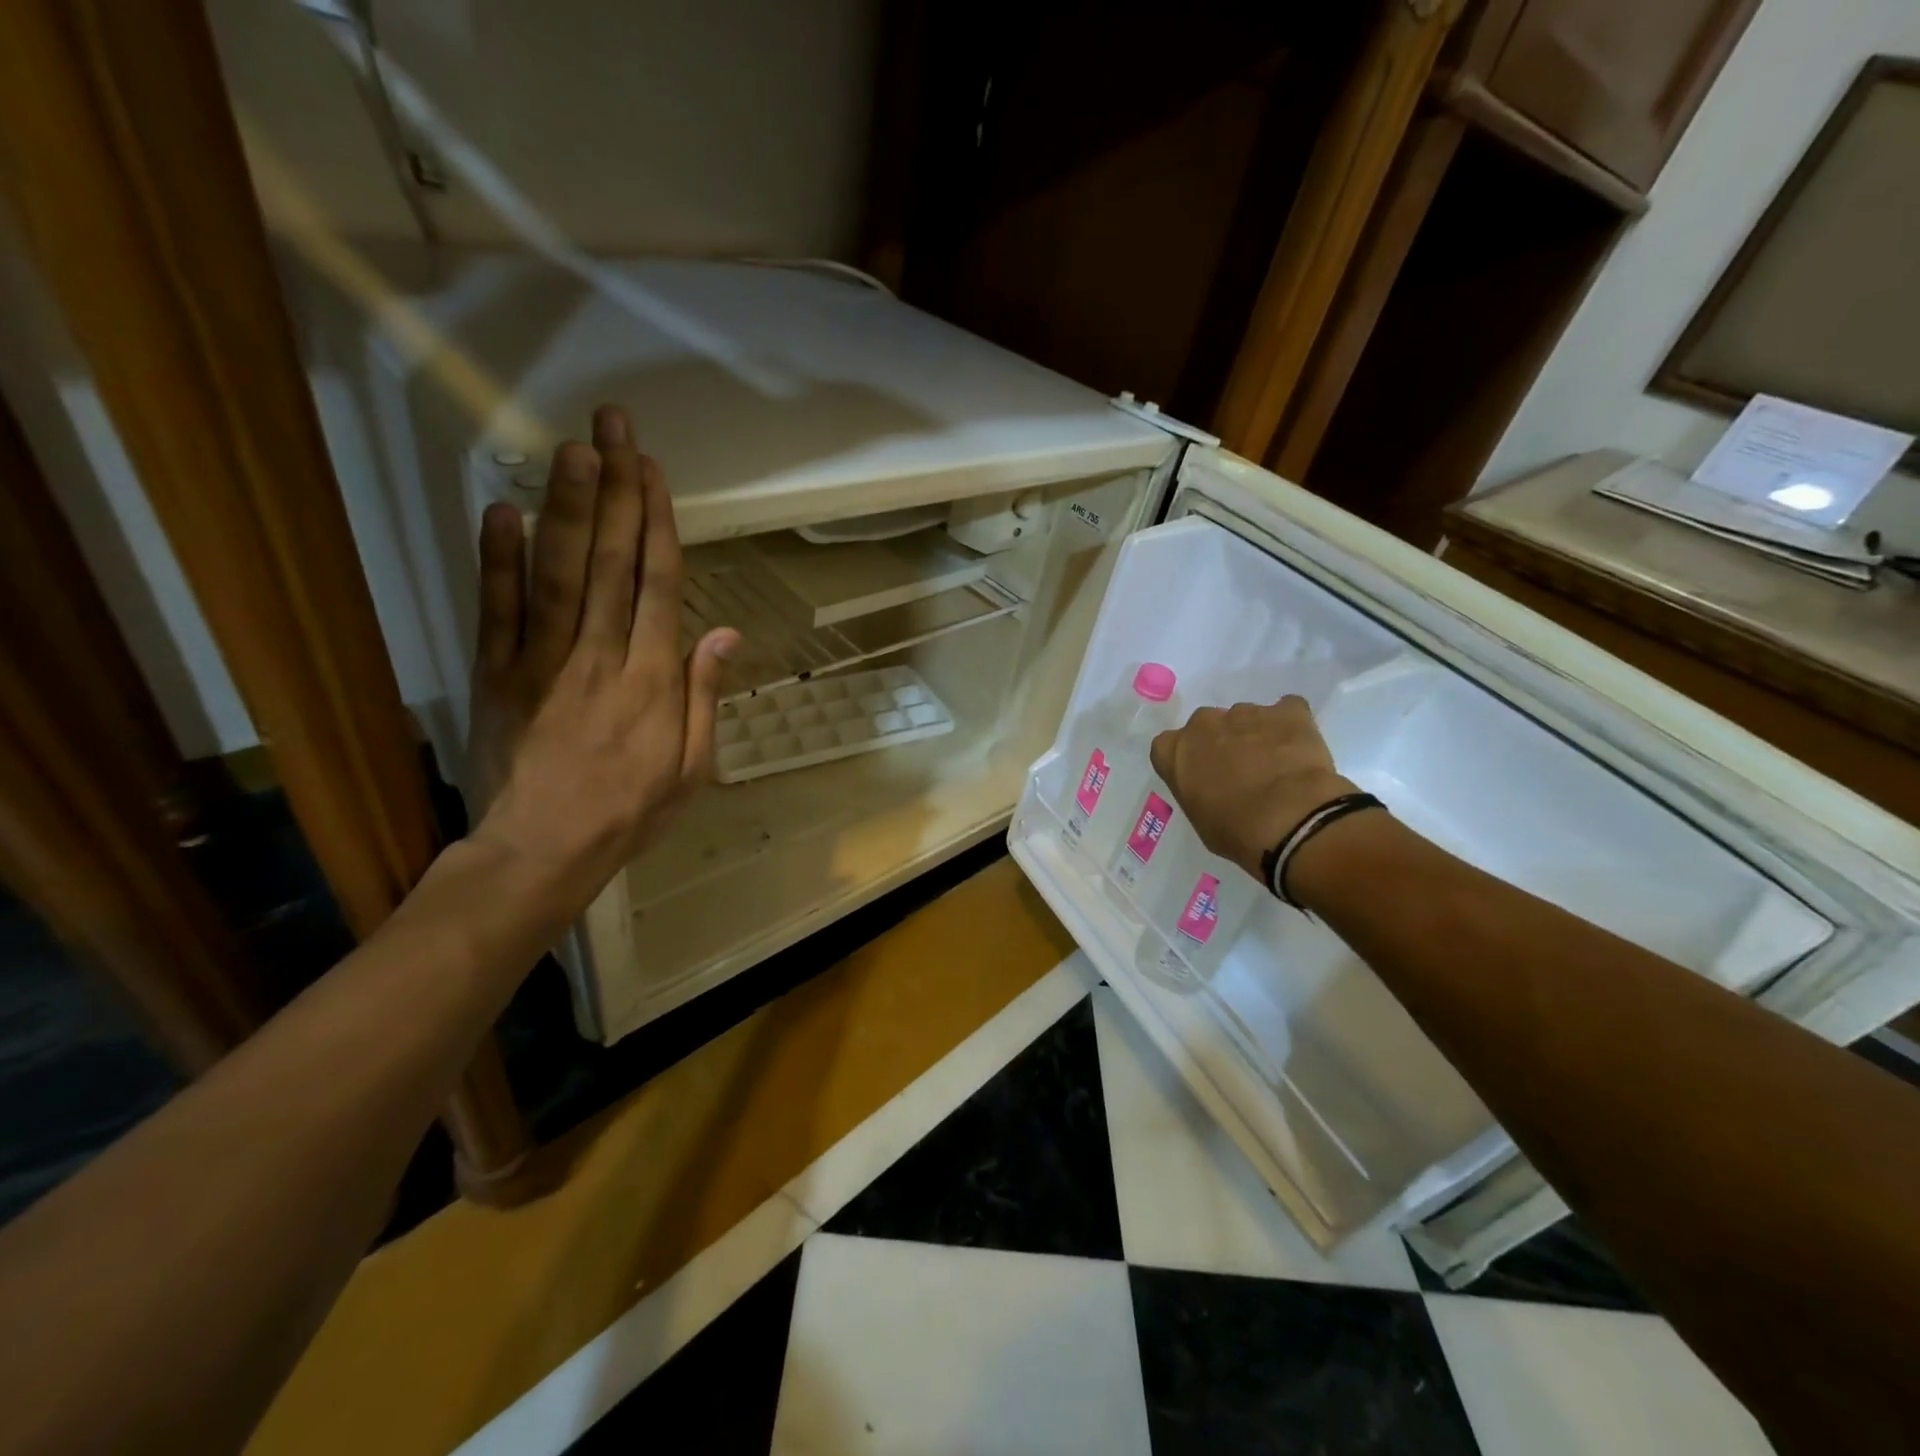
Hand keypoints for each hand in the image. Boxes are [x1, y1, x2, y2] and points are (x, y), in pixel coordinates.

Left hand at [464, 405, 737, 919]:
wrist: (544, 851)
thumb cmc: (632, 812)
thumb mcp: (693, 767)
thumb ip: (705, 696)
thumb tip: (724, 632)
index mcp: (654, 679)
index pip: (658, 583)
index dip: (656, 522)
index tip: (652, 470)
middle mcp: (601, 656)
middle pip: (610, 560)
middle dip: (614, 489)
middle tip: (613, 426)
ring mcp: (543, 661)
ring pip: (557, 573)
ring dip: (565, 507)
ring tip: (571, 448)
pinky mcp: (496, 674)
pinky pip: (496, 611)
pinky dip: (496, 561)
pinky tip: (500, 511)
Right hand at [1150, 697, 1355, 881]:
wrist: (1291, 821)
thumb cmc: (1235, 831)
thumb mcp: (1200, 818)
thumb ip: (1198, 791)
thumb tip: (1213, 787)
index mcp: (1174, 750)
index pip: (1168, 746)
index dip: (1187, 760)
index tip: (1201, 777)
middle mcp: (1204, 723)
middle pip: (1207, 726)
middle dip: (1221, 742)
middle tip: (1241, 771)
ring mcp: (1246, 712)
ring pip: (1246, 718)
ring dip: (1256, 735)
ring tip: (1277, 766)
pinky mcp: (1287, 711)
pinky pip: (1287, 711)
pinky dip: (1291, 726)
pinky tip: (1299, 750)